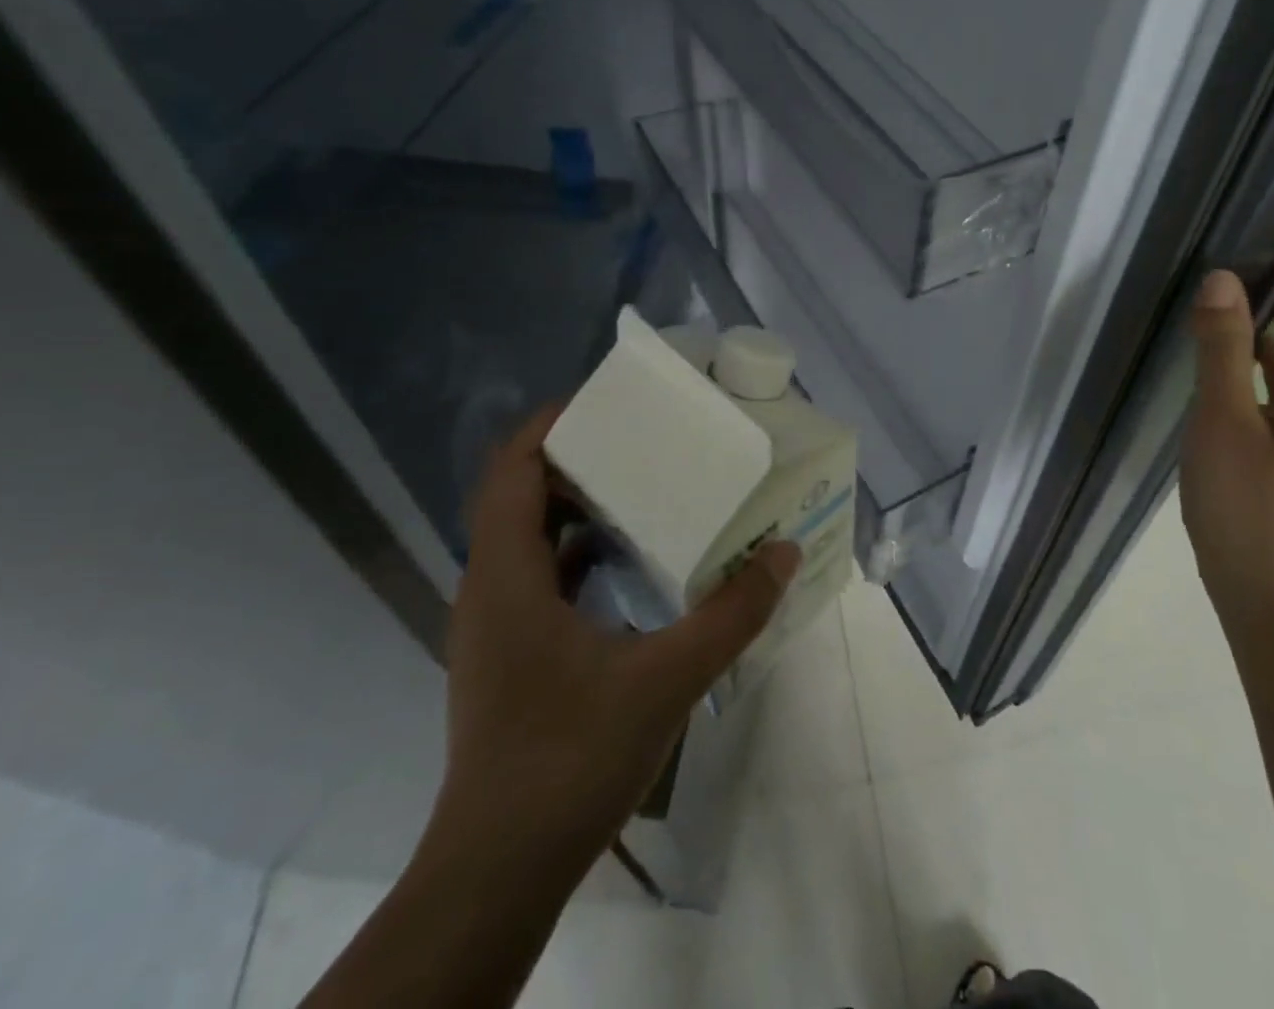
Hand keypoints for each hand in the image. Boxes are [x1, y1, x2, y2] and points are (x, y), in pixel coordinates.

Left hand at [438, 405, 799, 870]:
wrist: (499, 874)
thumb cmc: (569, 760)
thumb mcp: (666, 679)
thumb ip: (731, 613)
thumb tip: (783, 552)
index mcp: (508, 577)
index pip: (512, 469)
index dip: (552, 424)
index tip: (609, 400)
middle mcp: (490, 589)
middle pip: (522, 494)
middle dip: (579, 456)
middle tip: (645, 436)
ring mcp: (498, 626)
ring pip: (531, 537)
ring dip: (581, 504)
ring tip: (646, 485)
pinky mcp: (512, 655)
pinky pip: (542, 576)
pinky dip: (582, 552)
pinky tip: (634, 562)